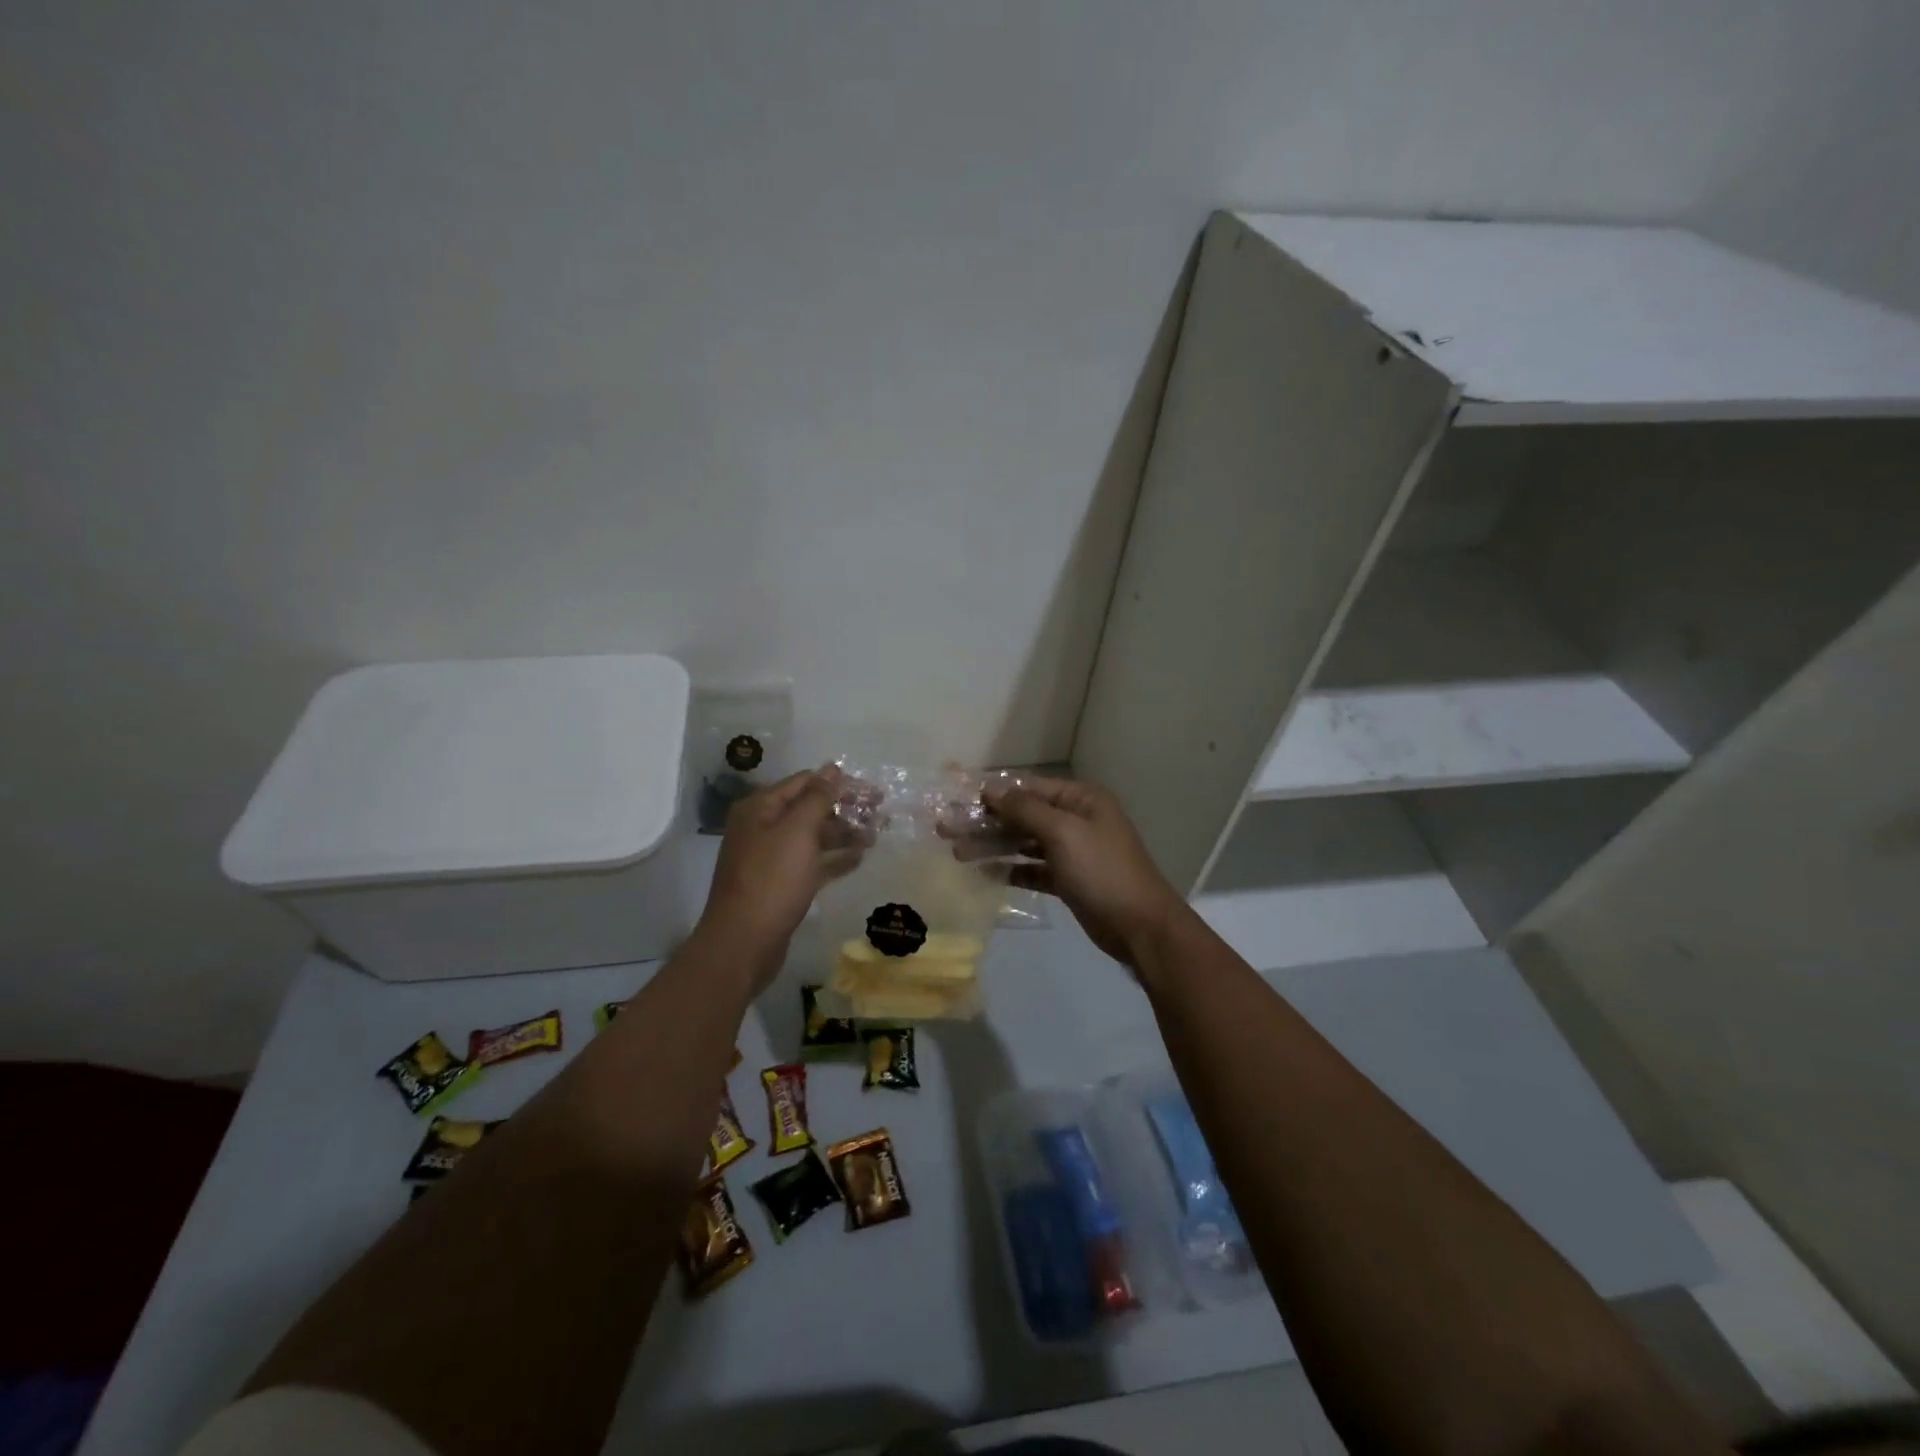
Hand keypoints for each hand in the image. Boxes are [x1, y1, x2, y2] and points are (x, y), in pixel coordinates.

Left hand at [695, 766, 864, 991]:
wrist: (743, 944)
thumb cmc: (771, 881)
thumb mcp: (797, 832)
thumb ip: (817, 798)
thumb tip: (833, 768)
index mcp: (760, 808)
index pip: (805, 782)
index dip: (839, 784)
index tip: (873, 792)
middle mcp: (763, 828)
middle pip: (810, 809)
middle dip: (845, 810)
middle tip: (881, 814)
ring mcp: (771, 858)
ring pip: (813, 837)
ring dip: (844, 834)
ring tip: (876, 837)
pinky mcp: (781, 884)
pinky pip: (812, 863)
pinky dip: (834, 859)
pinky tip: (859, 859)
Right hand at [972, 776, 1186, 970]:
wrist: (1140, 927)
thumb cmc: (1102, 871)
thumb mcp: (1063, 832)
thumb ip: (1025, 809)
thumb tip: (991, 788)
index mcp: (1081, 799)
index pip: (1029, 789)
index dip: (993, 793)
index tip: (957, 799)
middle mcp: (1076, 820)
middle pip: (1023, 816)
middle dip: (986, 822)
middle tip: (946, 829)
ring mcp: (1073, 852)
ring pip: (1025, 843)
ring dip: (993, 846)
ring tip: (957, 853)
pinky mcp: (1068, 880)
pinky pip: (1033, 869)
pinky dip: (1011, 870)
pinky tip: (985, 873)